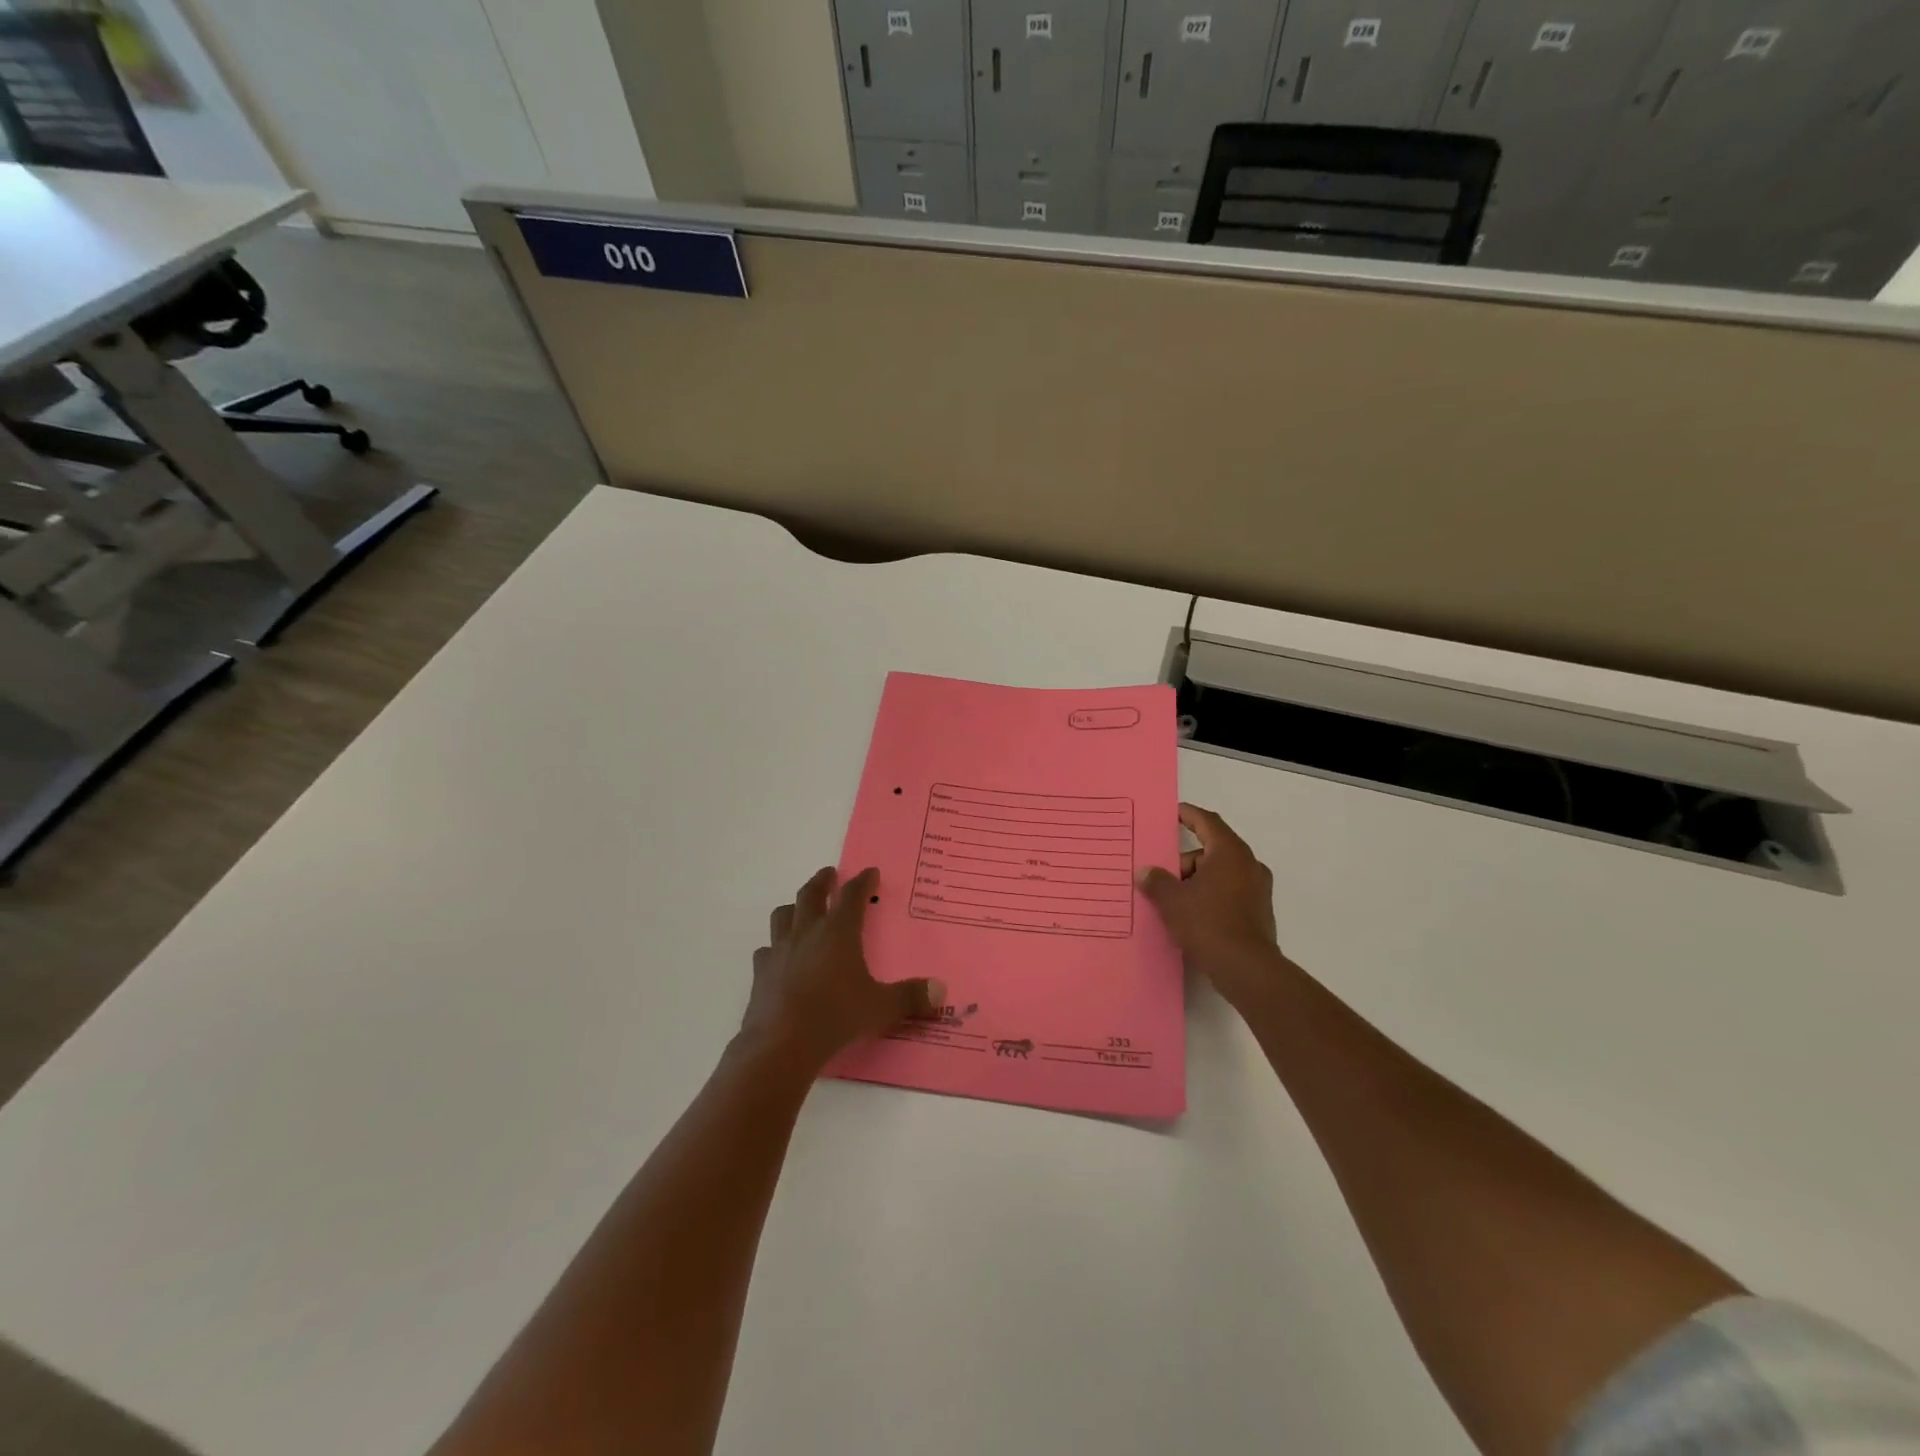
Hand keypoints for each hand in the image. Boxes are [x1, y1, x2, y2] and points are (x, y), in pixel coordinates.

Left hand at [739, 867, 944, 1073]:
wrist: (781, 1044)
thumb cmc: (836, 1016)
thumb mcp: (881, 1008)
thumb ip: (911, 997)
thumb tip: (941, 990)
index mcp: (839, 932)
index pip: (852, 895)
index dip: (862, 881)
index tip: (870, 872)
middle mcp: (807, 932)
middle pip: (811, 893)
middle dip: (822, 881)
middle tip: (829, 874)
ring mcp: (780, 950)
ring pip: (783, 915)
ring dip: (794, 907)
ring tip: (800, 910)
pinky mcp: (760, 972)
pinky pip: (766, 950)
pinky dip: (774, 948)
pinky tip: (779, 957)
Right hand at [1137, 804, 1281, 1010]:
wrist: (1246, 969)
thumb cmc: (1208, 924)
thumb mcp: (1173, 901)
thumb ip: (1157, 881)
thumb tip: (1145, 872)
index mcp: (1229, 852)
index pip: (1207, 822)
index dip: (1188, 815)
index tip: (1172, 812)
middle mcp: (1249, 864)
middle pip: (1211, 850)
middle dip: (1184, 860)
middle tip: (1161, 877)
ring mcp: (1257, 888)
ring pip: (1220, 872)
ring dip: (1196, 880)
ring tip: (1173, 900)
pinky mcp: (1259, 910)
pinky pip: (1229, 891)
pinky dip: (1210, 894)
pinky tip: (1192, 914)